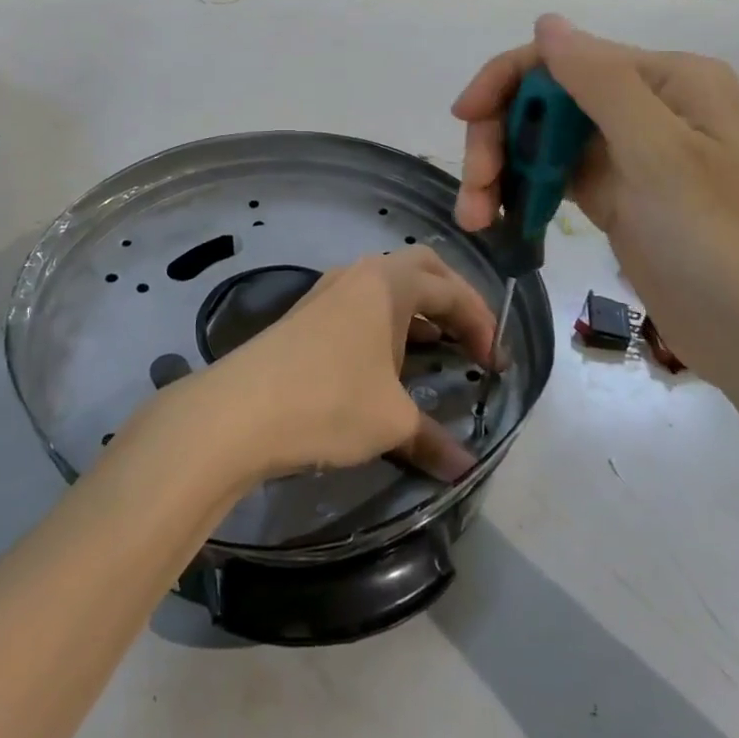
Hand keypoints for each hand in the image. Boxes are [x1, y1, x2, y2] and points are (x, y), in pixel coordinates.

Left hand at [204, 248, 498, 484]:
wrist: (240, 410)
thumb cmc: (329, 401)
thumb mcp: (391, 422)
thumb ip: (434, 439)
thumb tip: (464, 468)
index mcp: (389, 283)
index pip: (452, 291)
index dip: (483, 324)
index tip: (498, 364)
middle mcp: (361, 274)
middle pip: (422, 269)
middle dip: (454, 299)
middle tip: (473, 337)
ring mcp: (329, 290)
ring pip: (388, 285)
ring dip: (419, 310)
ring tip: (438, 347)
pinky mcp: (308, 313)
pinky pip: (363, 303)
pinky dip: (389, 321)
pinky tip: (390, 358)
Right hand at [453, 14, 738, 398]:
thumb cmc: (716, 243)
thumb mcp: (658, 155)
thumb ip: (599, 82)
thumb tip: (545, 22)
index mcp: (665, 79)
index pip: (563, 58)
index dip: (505, 81)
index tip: (463, 119)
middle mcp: (644, 103)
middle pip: (543, 99)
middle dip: (499, 138)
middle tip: (474, 192)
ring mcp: (626, 150)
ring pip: (539, 139)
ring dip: (501, 171)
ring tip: (477, 219)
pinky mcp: (611, 192)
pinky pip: (550, 175)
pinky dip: (520, 192)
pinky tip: (499, 220)